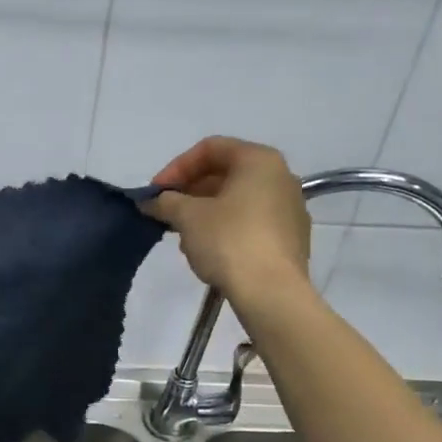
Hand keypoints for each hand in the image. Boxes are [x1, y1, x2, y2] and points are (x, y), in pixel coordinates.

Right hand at [141, 136, 312, 301]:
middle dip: (190, 191)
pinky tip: (208, 251)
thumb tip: (151, 201)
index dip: (176, 167)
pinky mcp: (291, 239)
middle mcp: (281, 177)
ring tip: (183, 236)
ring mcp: (290, 209)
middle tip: (166, 213)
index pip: (210, 148)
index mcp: (259, 161)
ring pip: (237, 200)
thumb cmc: (229, 241)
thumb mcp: (187, 216)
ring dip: (204, 212)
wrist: (271, 292)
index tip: (156, 193)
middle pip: (225, 173)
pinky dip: (225, 228)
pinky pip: (251, 222)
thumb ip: (165, 201)